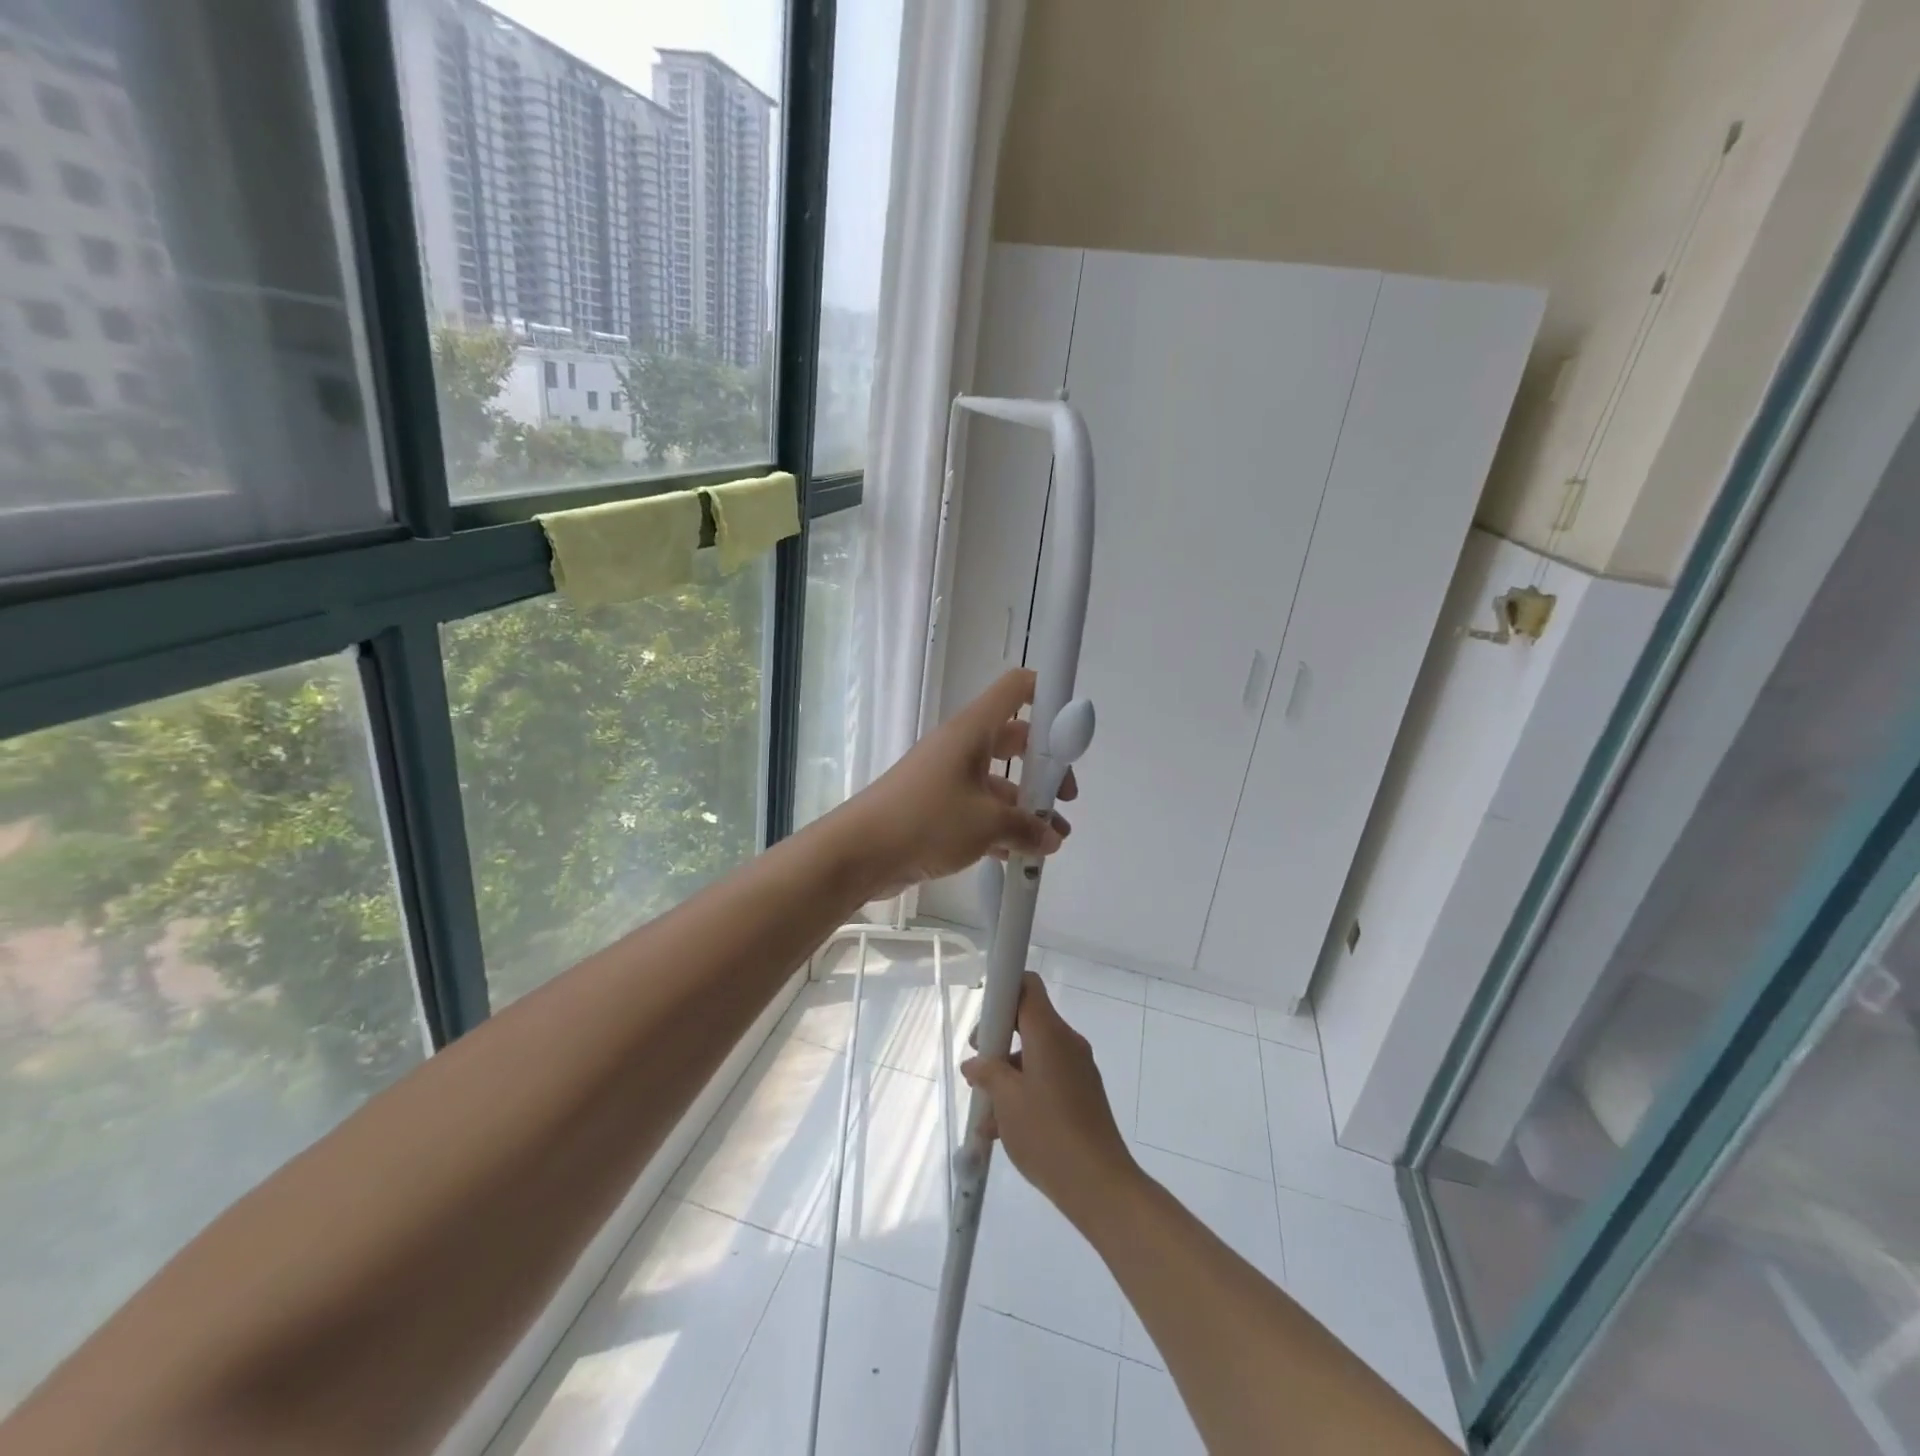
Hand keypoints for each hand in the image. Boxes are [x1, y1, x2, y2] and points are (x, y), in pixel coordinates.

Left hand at [848, 669, 1076, 899]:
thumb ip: (1027, 828)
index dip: (1048, 696)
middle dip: (1045, 767)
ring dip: (1026, 806)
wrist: (860, 851)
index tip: (1071, 731)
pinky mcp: (936, 807)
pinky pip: (978, 809)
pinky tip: (1018, 856)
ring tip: (1052, 840)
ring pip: (998, 781)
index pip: (1016, 689)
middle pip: (1015, 739)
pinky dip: (1000, 827)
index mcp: (973, 730)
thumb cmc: (926, 820)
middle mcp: (961, 746)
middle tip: (1064, 798)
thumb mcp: (987, 824)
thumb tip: (1051, 838)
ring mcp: (947, 777)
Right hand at [961, 973, 1137, 1228]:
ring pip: (1035, 1056)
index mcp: (1050, 1034)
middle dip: (998, 1041)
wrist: (1099, 1185)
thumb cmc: (1047, 1133)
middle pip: (1029, 1022)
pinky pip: (1048, 1079)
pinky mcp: (1083, 1095)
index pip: (1028, 987)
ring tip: (984, 1113)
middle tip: (977, 1067)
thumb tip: (975, 1063)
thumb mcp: (1006, 1101)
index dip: (1003, 992)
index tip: (984, 1020)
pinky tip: (1003, 1129)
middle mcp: (1067, 1043)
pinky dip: (1025, 1092)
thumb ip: (987, 1073)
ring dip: (1008, 1075)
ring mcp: (1078, 1070)